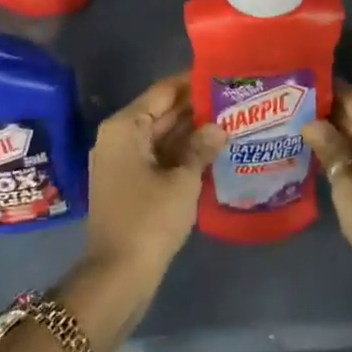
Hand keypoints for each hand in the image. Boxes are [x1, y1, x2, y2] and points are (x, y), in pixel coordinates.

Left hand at [82, 74, 222, 284]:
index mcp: (126, 127)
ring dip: (191, 132)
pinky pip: (158, 157)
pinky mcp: (129, 183)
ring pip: (161, 136)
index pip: (163, 91)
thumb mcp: (182, 181)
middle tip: (233, 99)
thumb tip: (219, 127)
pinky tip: (212, 152)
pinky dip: (181, 153)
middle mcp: (119, 137)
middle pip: (161, 112)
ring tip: (230, 121)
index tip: (222, 76)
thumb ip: (201, 148)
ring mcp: (122, 161)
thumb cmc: (149, 219)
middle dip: (195, 108)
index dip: (192, 83)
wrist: (118, 275)